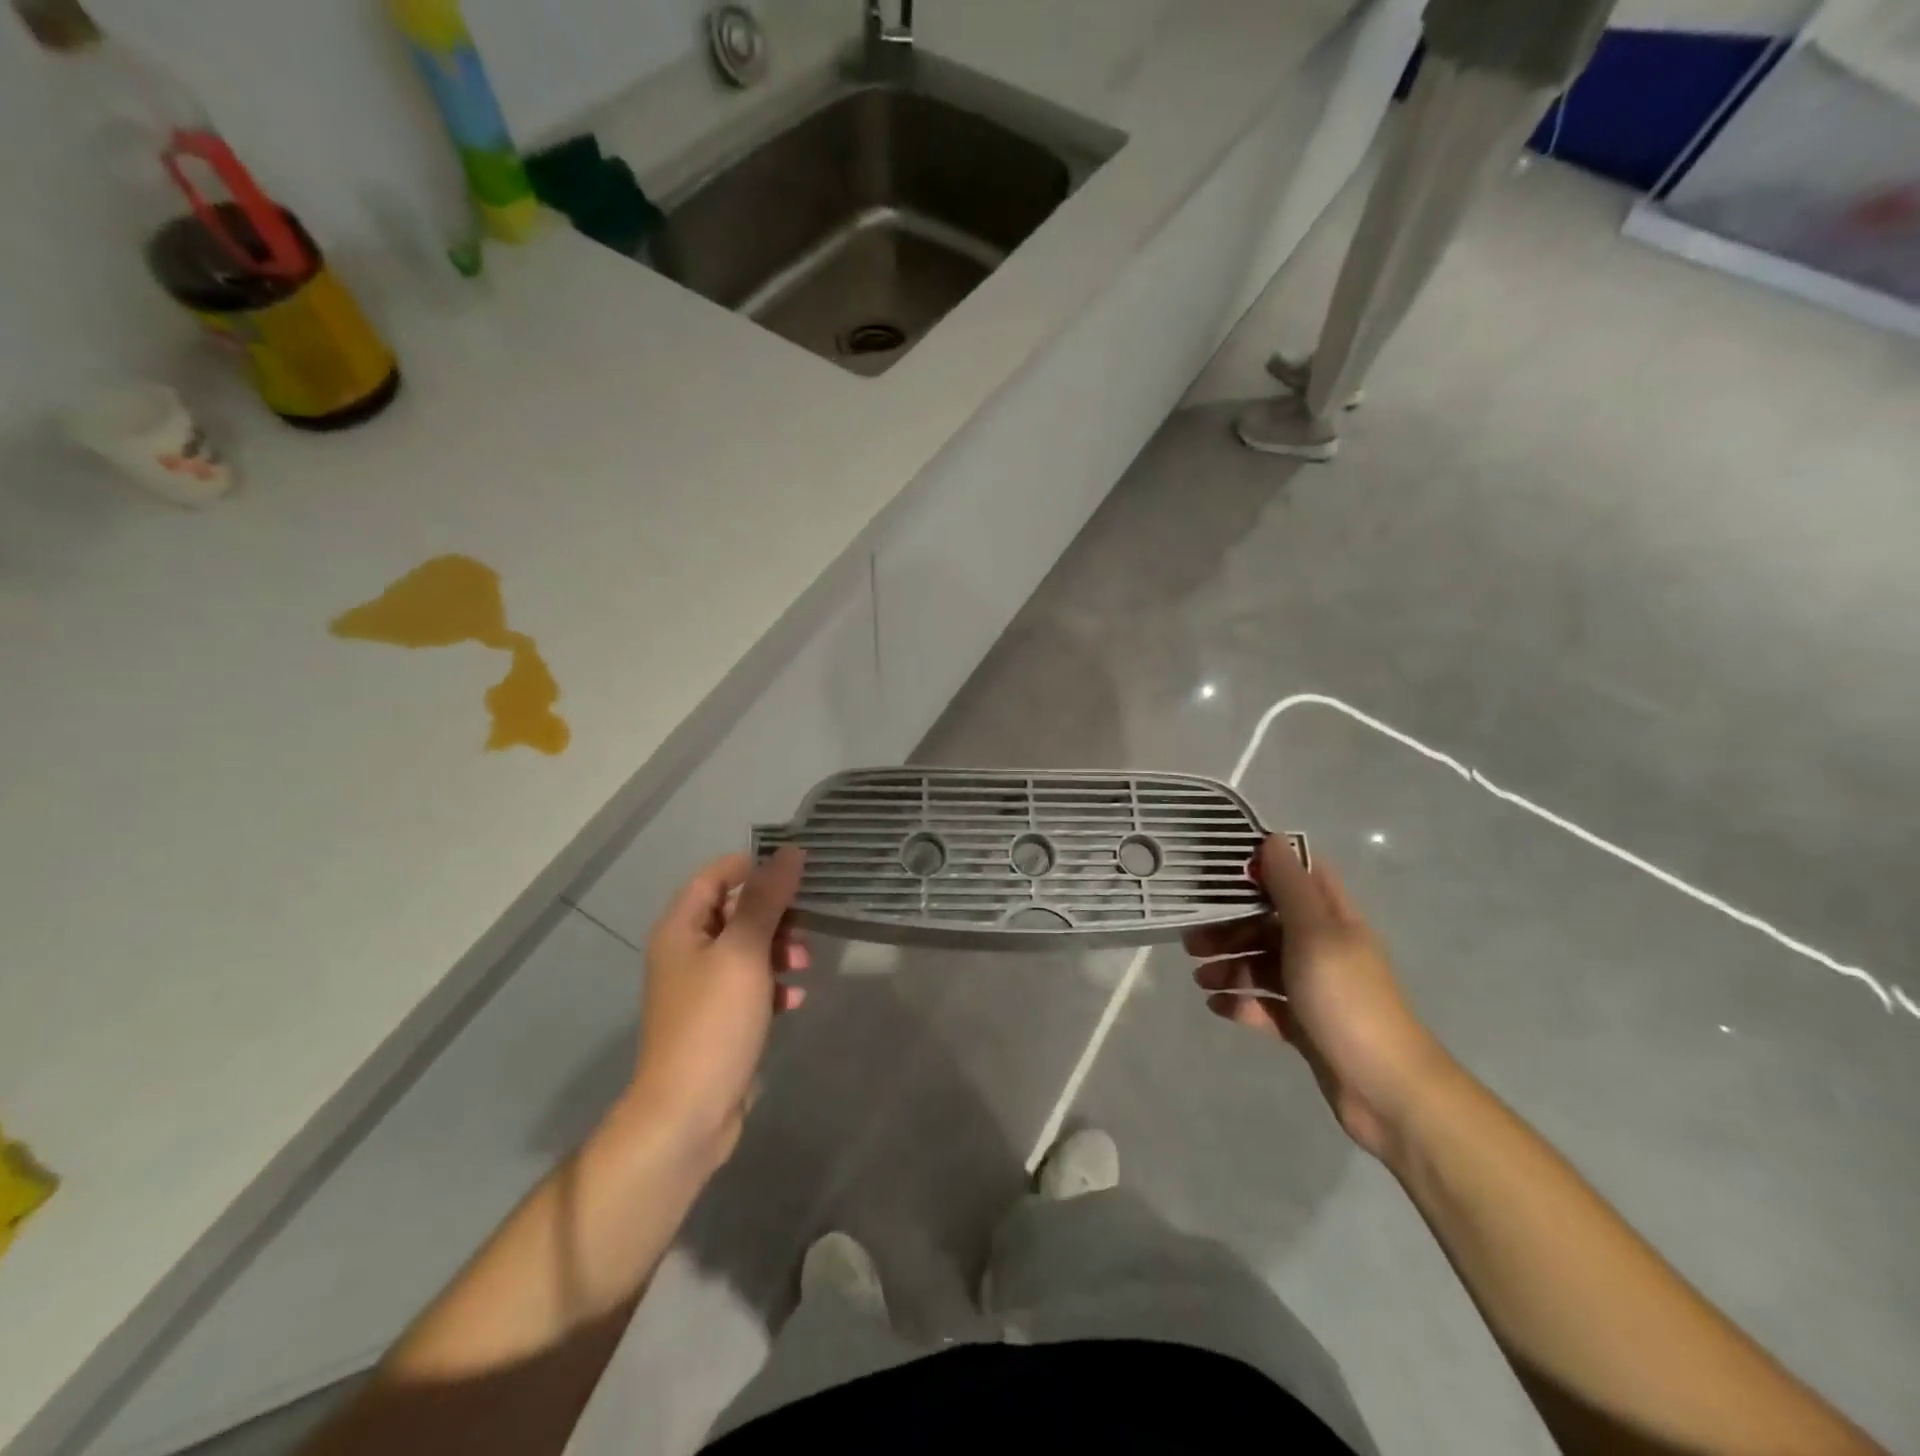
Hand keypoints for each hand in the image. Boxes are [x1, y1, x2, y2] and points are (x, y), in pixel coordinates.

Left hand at [624, 847, 807, 1167]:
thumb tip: (790, 852)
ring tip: (802, 967)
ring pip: (748, 948)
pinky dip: (773, 984)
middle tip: (804, 927)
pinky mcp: (719, 1019)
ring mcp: (702, 988)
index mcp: (681, 928)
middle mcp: (686, 951)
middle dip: (774, 915)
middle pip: (735, 911)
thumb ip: (767, 899)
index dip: (754, 867)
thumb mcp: (744, 952)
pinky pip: (751, 985)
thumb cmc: (713, 1021)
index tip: (796, 873)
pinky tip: (794, 999)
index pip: (715, 875)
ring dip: (779, 950)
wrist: (688, 1113)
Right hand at [1185, 836, 1451, 1159]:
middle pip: (1268, 922)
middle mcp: (1323, 946)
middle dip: (1229, 927)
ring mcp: (1315, 987)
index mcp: (1332, 919)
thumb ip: (1291, 888)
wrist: (1387, 1090)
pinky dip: (1241, 1003)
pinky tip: (1219, 1008)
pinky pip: (1265, 1004)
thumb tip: (1273, 837)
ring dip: (1229, 966)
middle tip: (1191, 941)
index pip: (1297, 875)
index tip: (1218, 871)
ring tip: (1201, 980)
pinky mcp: (1305, 1024)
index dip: (1261, 867)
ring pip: (1262, 963)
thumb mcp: (1316, 936)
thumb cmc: (1348, 1001)